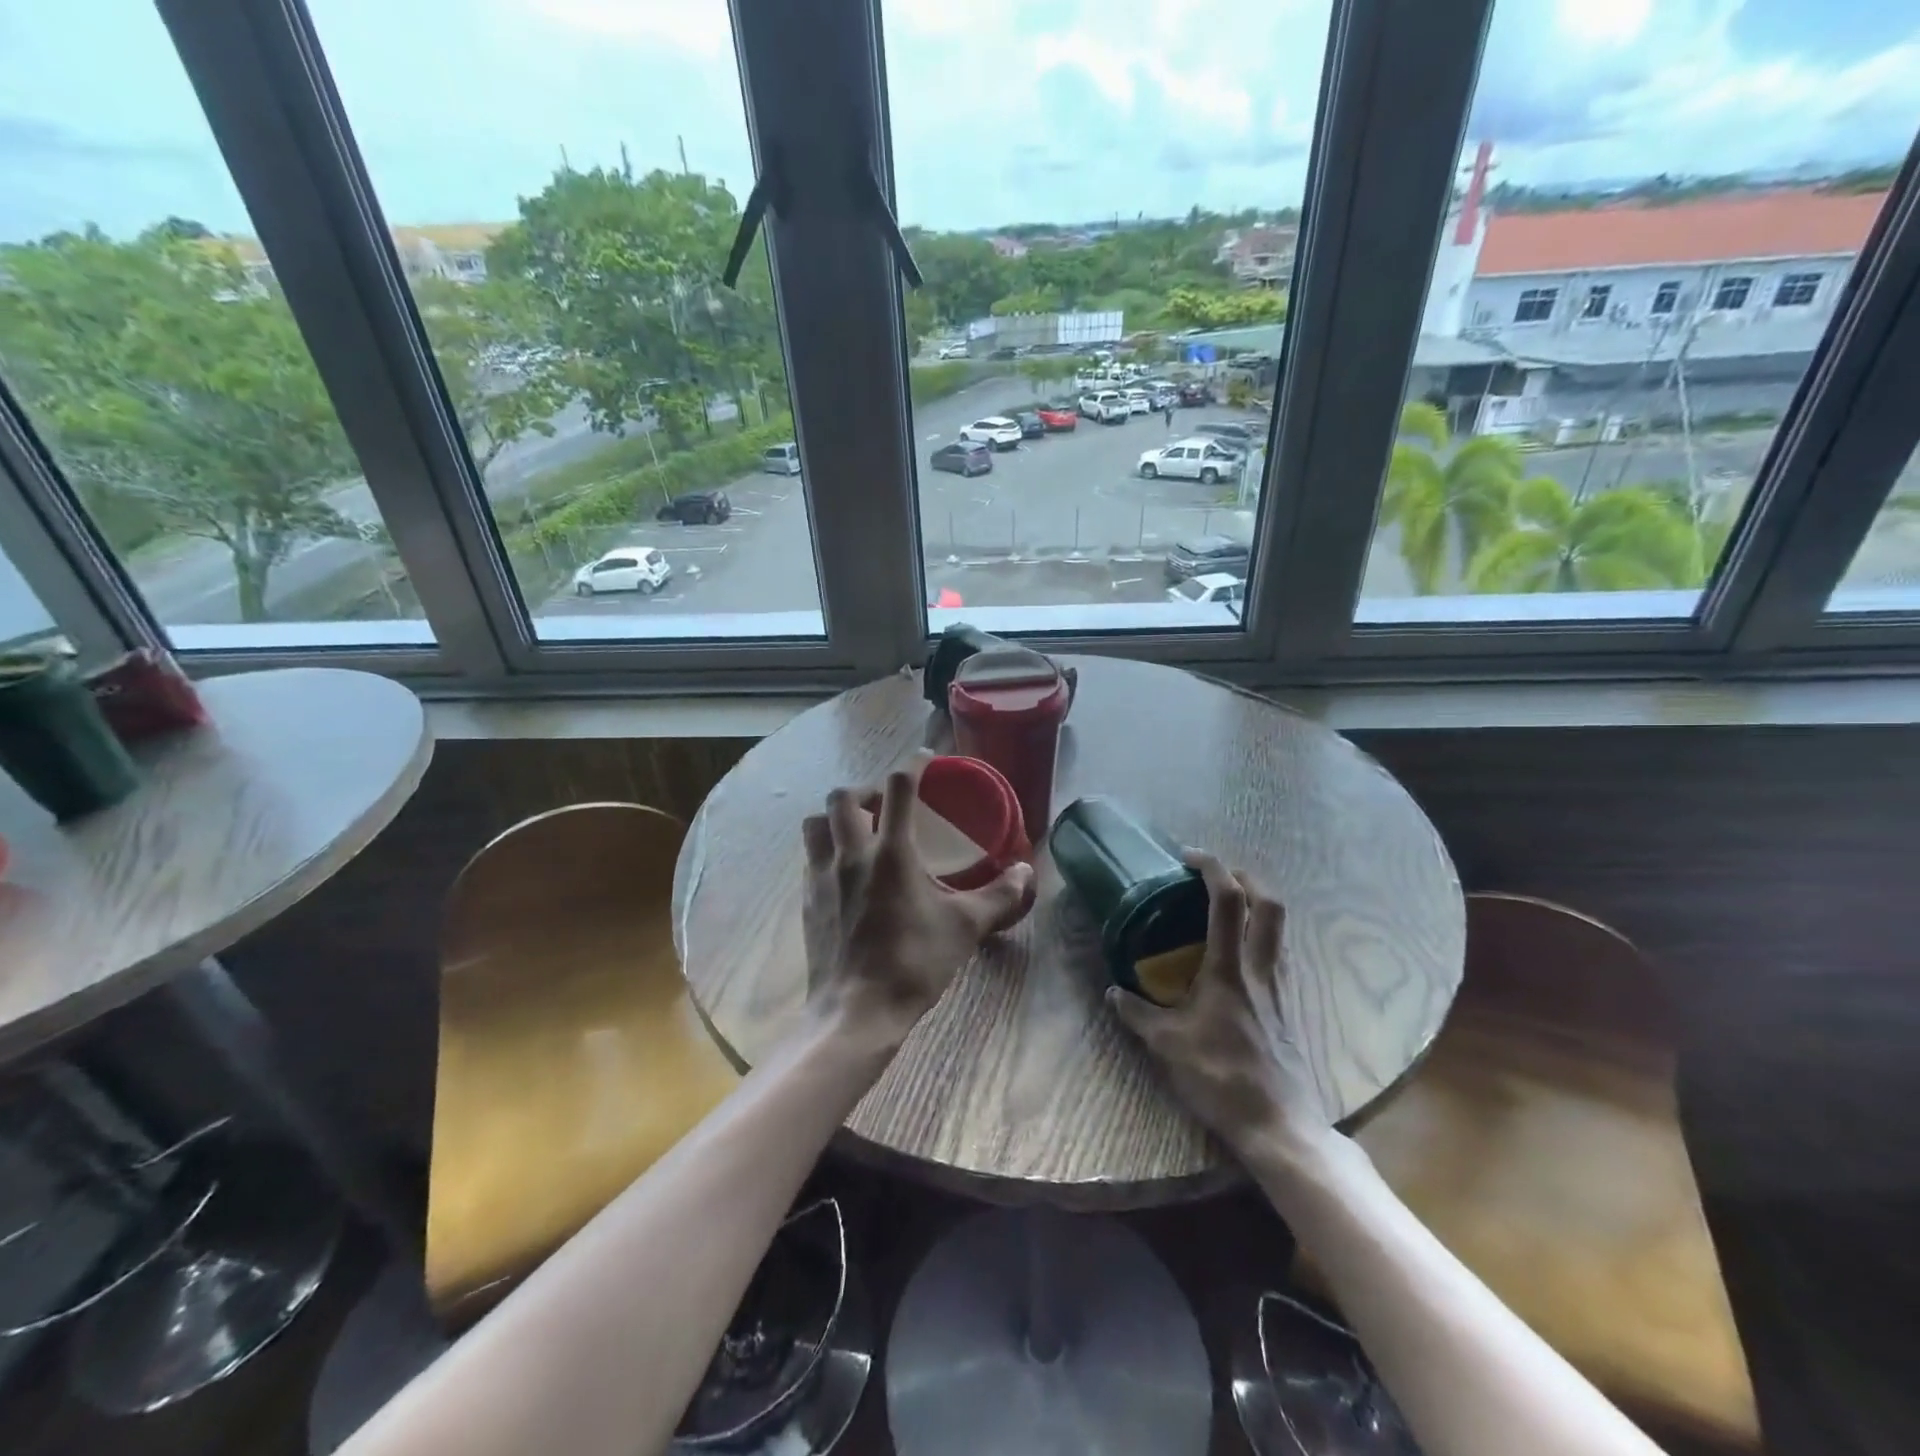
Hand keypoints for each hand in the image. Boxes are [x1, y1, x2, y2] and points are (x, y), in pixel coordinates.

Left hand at [802, 754, 1033, 1046]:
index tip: (926, 760)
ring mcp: (822, 876)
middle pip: (843, 796)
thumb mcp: (965, 927)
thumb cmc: (914, 963)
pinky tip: (845, 873)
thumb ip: (999, 896)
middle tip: (887, 805)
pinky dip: (826, 850)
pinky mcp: (807, 901)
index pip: (898, 787)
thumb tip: (1027, 873)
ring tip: (858, 832)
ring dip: (836, 817)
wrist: (856, 1011)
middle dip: (865, 790)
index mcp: (891, 851)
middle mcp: (850, 854)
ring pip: (816, 823)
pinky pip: (810, 858)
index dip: (914, 765)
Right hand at [1107, 852, 1331, 1157]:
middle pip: (1270, 904)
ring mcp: (1279, 987)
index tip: (1187, 857)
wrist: (1278, 1124)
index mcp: (1230, 969)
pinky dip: (1260, 936)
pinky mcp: (1286, 1006)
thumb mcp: (1166, 1044)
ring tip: (1226, 907)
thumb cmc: (1220, 1077)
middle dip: (1246, 877)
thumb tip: (1113, 992)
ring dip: (1257, 904)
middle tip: (1216, 874)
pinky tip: (1237, 954)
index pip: (1228, 901)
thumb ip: (1136, 1013)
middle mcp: (1260, 969)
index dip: (1212, 868)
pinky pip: (1277, 953)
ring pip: (1279, 928)